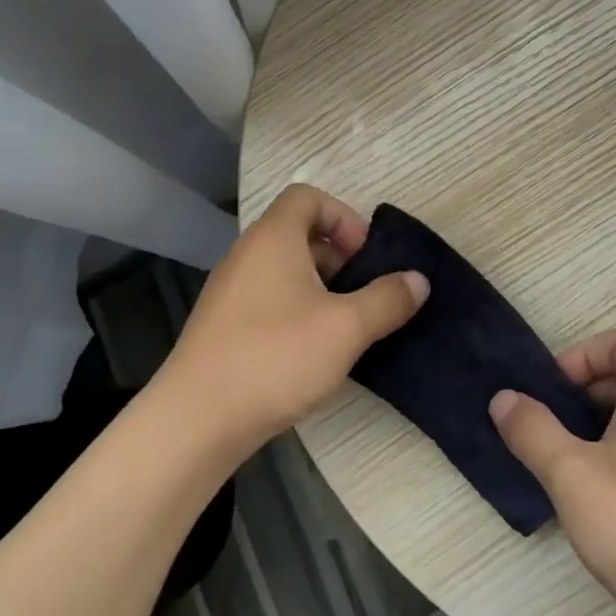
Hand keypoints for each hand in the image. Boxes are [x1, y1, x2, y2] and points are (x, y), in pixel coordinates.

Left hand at [161, 185, 428, 450]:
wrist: (198, 418)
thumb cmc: (276, 357)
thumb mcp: (346, 328)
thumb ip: (387, 299)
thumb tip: (418, 279)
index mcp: (273, 239)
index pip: (307, 197)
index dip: (342, 217)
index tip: (363, 257)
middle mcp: (246, 254)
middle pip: (296, 232)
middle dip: (336, 257)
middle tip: (360, 294)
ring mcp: (229, 290)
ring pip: (282, 270)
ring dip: (318, 287)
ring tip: (342, 327)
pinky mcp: (222, 324)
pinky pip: (266, 298)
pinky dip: (294, 310)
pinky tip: (310, 352)